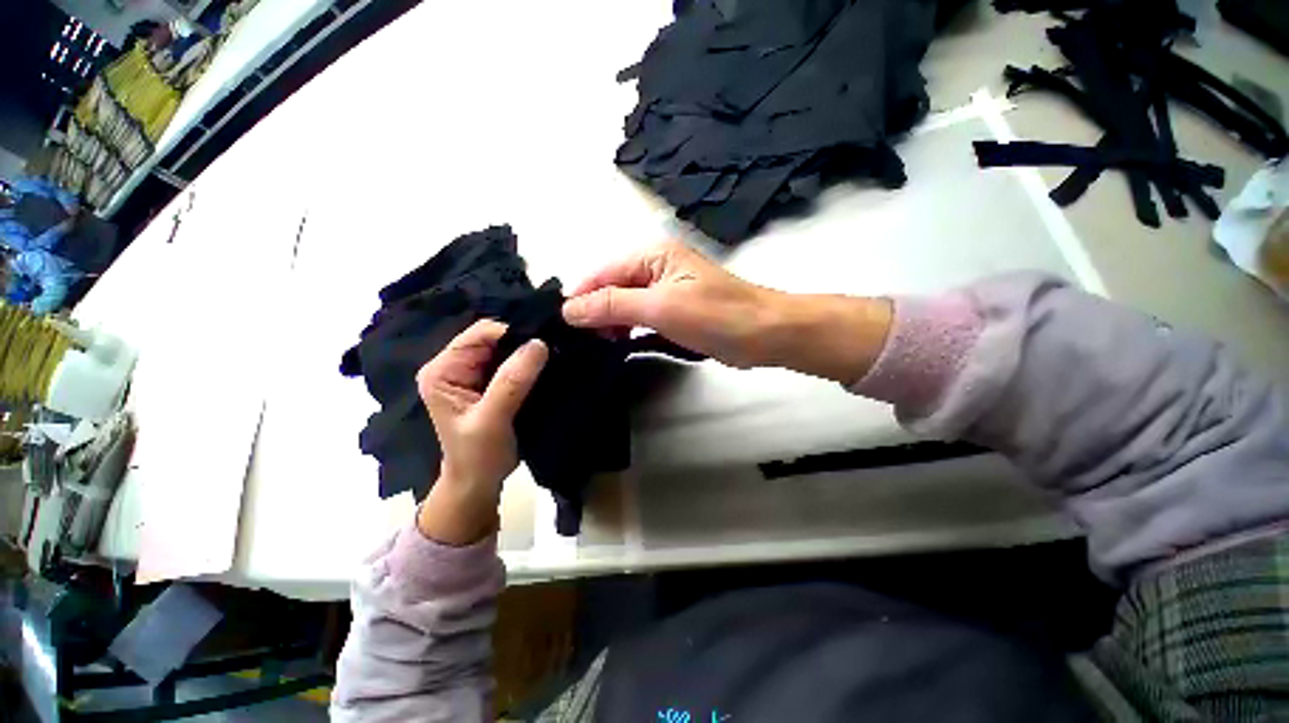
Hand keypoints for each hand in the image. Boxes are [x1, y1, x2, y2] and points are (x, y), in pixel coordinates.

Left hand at [414, 320, 548, 544]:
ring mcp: (475, 373)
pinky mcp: (493, 382)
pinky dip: (532, 362)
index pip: (480, 334)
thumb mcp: (491, 420)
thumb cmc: (478, 456)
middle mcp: (456, 365)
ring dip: (530, 351)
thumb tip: (539, 344)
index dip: (512, 333)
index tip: (546, 340)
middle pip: (495, 338)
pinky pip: (516, 362)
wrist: (480, 482)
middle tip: (556, 345)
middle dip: (524, 340)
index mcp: (443, 370)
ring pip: (508, 348)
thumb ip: (511, 382)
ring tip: (557, 353)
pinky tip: (550, 364)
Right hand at [562, 241, 892, 384]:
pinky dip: (628, 331)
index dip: (580, 297)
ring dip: (610, 323)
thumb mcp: (660, 307)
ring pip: (625, 305)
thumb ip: (613, 305)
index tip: (561, 325)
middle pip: (612, 288)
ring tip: (598, 346)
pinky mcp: (674, 313)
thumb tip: (569, 308)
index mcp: (652, 255)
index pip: (603, 272)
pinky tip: (619, 345)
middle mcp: (655, 268)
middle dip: (595, 312)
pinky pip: (640, 319)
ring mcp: (665, 292)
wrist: (765, 334)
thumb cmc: (716, 315)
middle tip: (581, 342)